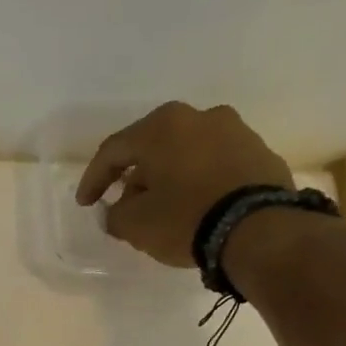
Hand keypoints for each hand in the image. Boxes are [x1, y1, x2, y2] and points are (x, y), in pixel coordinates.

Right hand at [75, 101, 294, 268]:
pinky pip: (214, 165)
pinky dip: (198, 182)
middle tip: (124, 205)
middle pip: (152, 147)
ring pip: (186, 154)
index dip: (93, 179)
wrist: (260, 229)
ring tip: (162, 208)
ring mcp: (234, 131)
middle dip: (135, 177)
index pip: (114, 150)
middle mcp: (199, 117)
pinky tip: (194, 207)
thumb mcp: (136, 225)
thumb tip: (117, 211)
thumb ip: (116, 215)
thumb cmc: (186, 219)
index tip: (86, 204)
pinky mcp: (259, 152)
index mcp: (162, 126)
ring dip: (168, 178)